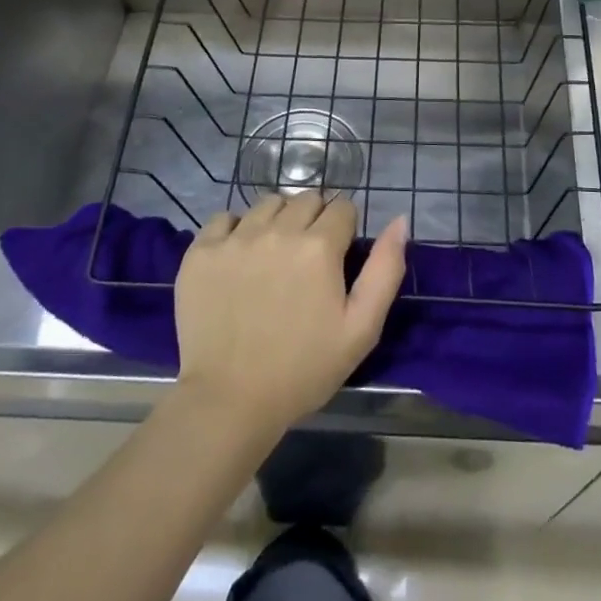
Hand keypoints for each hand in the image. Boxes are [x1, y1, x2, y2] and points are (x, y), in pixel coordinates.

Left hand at [173, 192, 407, 436]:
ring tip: (274, 256)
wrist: (230, 401)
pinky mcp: (201, 251)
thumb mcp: (362, 328)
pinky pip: (225, 217)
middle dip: (314, 220)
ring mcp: (235, 238)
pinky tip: (239, 259)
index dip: (345, 229)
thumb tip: (399, 221)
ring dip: (278, 220)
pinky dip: (236, 230)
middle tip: (308, 259)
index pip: (342, 207)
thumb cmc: (304, 368)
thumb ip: (385, 269)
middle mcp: (278, 230)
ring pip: (268, 204)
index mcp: (319, 246)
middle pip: (306, 199)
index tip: (338, 257)